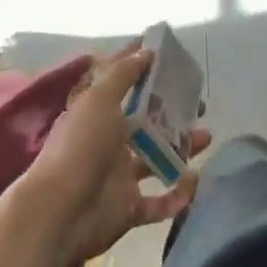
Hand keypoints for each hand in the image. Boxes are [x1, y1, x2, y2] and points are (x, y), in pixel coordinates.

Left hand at [17, 47, 210, 266]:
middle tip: (198, 101)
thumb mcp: (100, 99)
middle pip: (146, 120)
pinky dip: (178, 194)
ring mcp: (119, 176)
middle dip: (172, 110)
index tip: (168, 52)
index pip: (121, 81)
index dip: (141, 64)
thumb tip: (146, 51)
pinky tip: (195, 181)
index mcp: (98, 112)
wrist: (59, 215)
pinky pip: (159, 202)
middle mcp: (109, 140)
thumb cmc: (80, 147)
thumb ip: (124, 74)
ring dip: (182, 147)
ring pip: (158, 158)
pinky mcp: (128, 208)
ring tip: (206, 136)